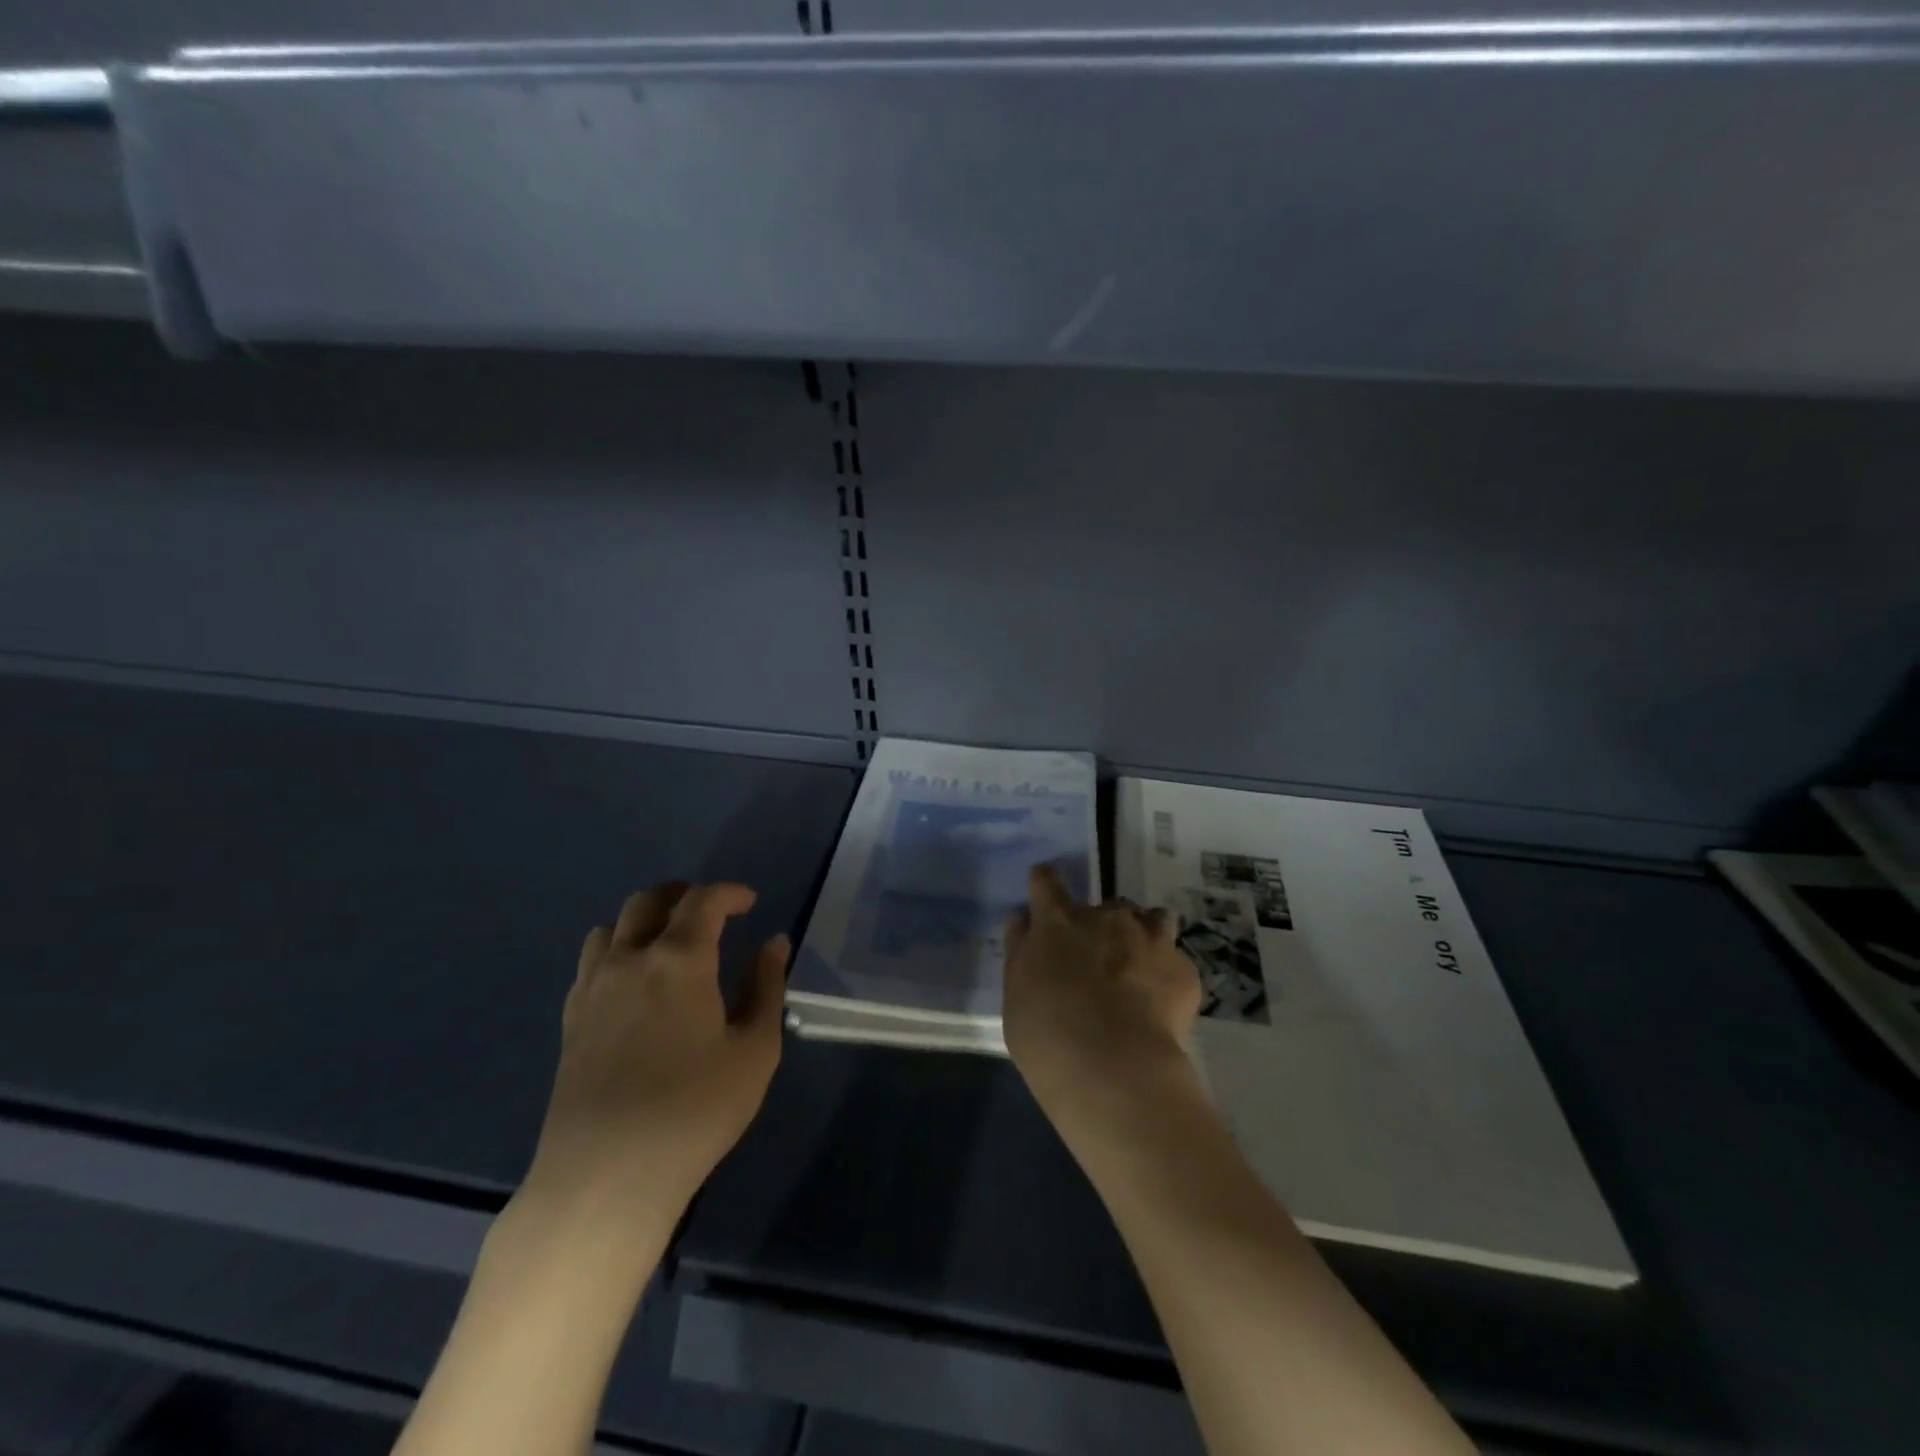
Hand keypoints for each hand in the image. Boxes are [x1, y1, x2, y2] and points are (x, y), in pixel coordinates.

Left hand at [521, 882, 787, 1222]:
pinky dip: (617, 950)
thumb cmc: (694, 1111)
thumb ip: (766, 987)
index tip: (750, 903)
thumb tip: (773, 943)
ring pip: (612, 925)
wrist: (605, 1176)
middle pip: (649, 900)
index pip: (703, 900)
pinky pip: (591, 961)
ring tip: (670, 942)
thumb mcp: (754, 1050)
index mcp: (679, 959)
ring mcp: (593, 988)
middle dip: (684, 895)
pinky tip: (635, 982)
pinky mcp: (570, 1019)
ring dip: (645, 919)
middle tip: (712, 913)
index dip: (730, 893)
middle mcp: (630, 959)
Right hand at [1003, 865, 1203, 1130]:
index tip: (1045, 898)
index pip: (1046, 881)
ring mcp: (1149, 939)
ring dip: (1143, 935)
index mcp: (1057, 922)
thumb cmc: (1047, 1035)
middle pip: (1104, 906)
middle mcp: (1105, 918)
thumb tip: (1022, 919)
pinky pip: (1175, 959)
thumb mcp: (1016, 994)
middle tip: (1096, 963)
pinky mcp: (1183, 969)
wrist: (1114, 1069)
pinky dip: (1167, 974)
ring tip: (1139, 969)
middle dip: (1101, 927)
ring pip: (1151, 919)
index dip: (1045, 885)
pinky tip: (1160, 1004)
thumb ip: (1020, 950)